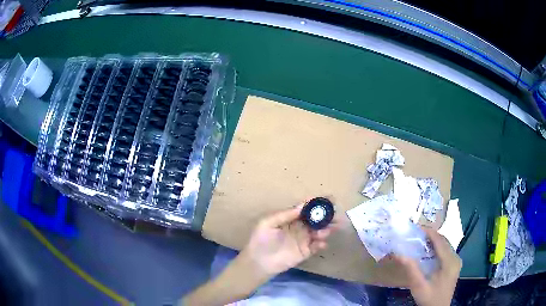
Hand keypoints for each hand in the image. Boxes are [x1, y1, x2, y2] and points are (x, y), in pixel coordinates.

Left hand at [239, 203, 334, 278]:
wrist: (258, 262)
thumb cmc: (261, 240)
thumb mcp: (268, 223)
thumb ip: (285, 215)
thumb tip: (302, 205)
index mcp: (291, 218)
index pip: (306, 209)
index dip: (317, 203)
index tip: (329, 198)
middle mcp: (300, 227)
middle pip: (316, 219)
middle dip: (327, 216)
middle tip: (336, 214)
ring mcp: (304, 240)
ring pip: (319, 231)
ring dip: (326, 229)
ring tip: (329, 230)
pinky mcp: (305, 252)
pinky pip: (317, 246)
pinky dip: (321, 244)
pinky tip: (321, 243)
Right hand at [388, 228, 461, 305]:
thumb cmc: (429, 298)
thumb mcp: (419, 286)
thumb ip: (412, 270)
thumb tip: (399, 254)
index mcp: (450, 262)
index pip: (440, 241)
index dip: (430, 232)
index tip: (417, 227)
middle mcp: (456, 258)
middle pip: (444, 241)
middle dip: (431, 235)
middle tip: (416, 234)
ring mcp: (456, 261)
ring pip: (445, 244)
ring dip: (434, 241)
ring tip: (420, 240)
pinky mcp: (454, 264)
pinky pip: (446, 250)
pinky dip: (437, 247)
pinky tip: (428, 251)